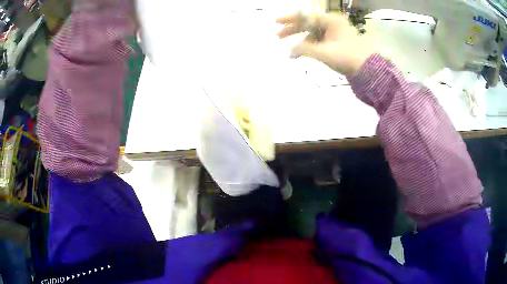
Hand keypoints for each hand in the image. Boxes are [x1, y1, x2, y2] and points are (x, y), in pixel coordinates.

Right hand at [276, 13, 374, 76]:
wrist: (368, 71)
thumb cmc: (347, 57)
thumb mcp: (323, 52)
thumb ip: (304, 49)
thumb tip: (290, 50)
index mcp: (331, 21)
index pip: (306, 16)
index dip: (290, 19)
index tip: (276, 22)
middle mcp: (333, 24)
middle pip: (309, 24)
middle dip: (293, 30)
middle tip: (278, 36)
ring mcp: (336, 33)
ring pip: (314, 33)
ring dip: (302, 40)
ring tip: (293, 52)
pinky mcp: (338, 42)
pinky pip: (320, 40)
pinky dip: (311, 46)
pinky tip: (304, 52)